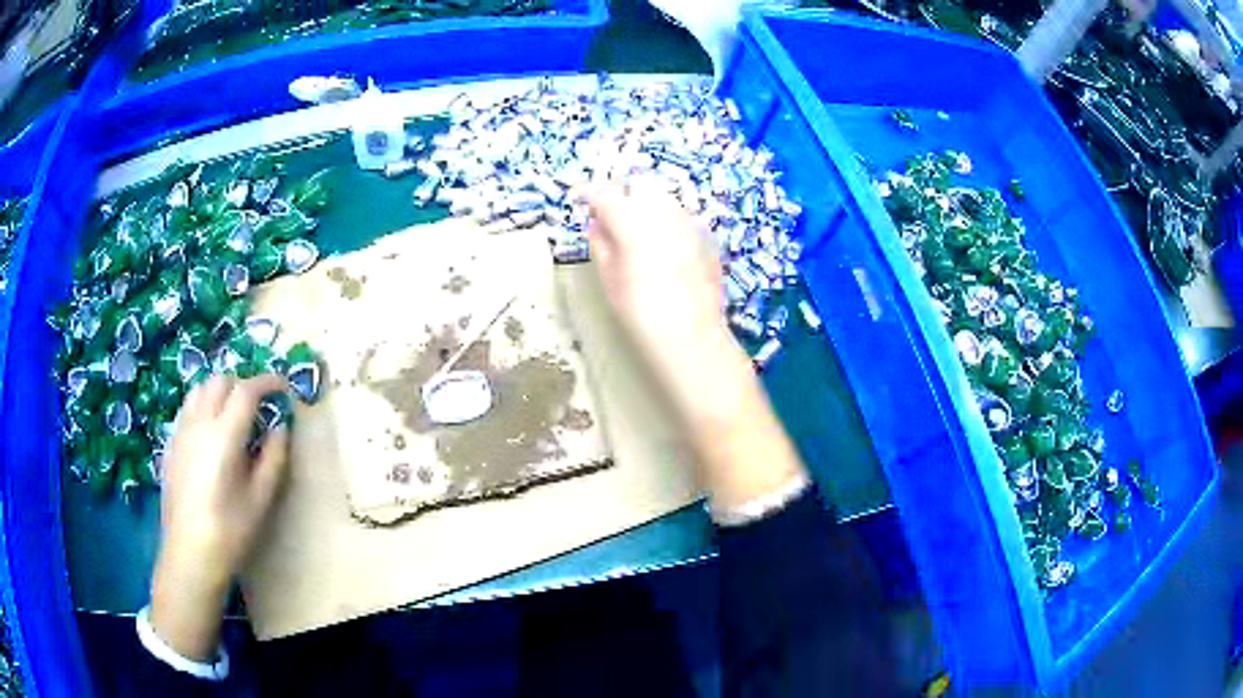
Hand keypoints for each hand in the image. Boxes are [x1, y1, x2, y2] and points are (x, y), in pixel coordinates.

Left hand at [151, 373, 290, 660]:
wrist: (189, 554)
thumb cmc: (230, 531)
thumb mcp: (261, 499)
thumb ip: (274, 457)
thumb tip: (280, 427)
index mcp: (224, 435)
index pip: (246, 390)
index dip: (267, 381)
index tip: (283, 386)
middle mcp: (199, 423)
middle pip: (220, 381)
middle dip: (242, 384)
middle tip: (259, 404)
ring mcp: (180, 431)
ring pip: (199, 390)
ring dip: (219, 391)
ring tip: (233, 413)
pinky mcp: (170, 444)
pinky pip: (187, 409)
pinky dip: (203, 406)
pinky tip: (210, 433)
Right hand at [587, 185, 807, 514]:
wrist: (693, 341)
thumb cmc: (642, 316)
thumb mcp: (610, 281)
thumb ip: (601, 244)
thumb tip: (597, 224)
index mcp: (634, 222)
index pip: (605, 194)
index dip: (588, 192)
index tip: (578, 196)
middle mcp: (665, 213)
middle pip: (639, 186)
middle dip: (622, 194)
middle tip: (609, 215)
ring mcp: (691, 223)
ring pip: (665, 198)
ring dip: (647, 206)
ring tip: (636, 231)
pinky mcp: (708, 238)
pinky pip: (683, 217)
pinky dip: (668, 222)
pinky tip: (663, 246)